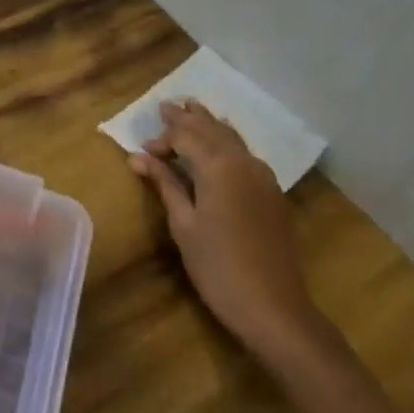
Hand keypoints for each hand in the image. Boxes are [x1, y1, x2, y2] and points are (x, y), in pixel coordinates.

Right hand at [129, 99, 320, 356]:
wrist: (274, 307)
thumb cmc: (218, 266)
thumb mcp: (183, 224)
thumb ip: (165, 184)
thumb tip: (139, 157)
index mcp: (219, 166)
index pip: (185, 137)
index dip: (162, 139)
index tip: (142, 149)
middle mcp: (244, 162)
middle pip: (212, 130)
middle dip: (188, 118)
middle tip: (167, 105)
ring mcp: (263, 177)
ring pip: (232, 138)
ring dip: (210, 125)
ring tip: (193, 110)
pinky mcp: (272, 194)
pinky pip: (245, 154)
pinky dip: (227, 142)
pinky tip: (222, 144)